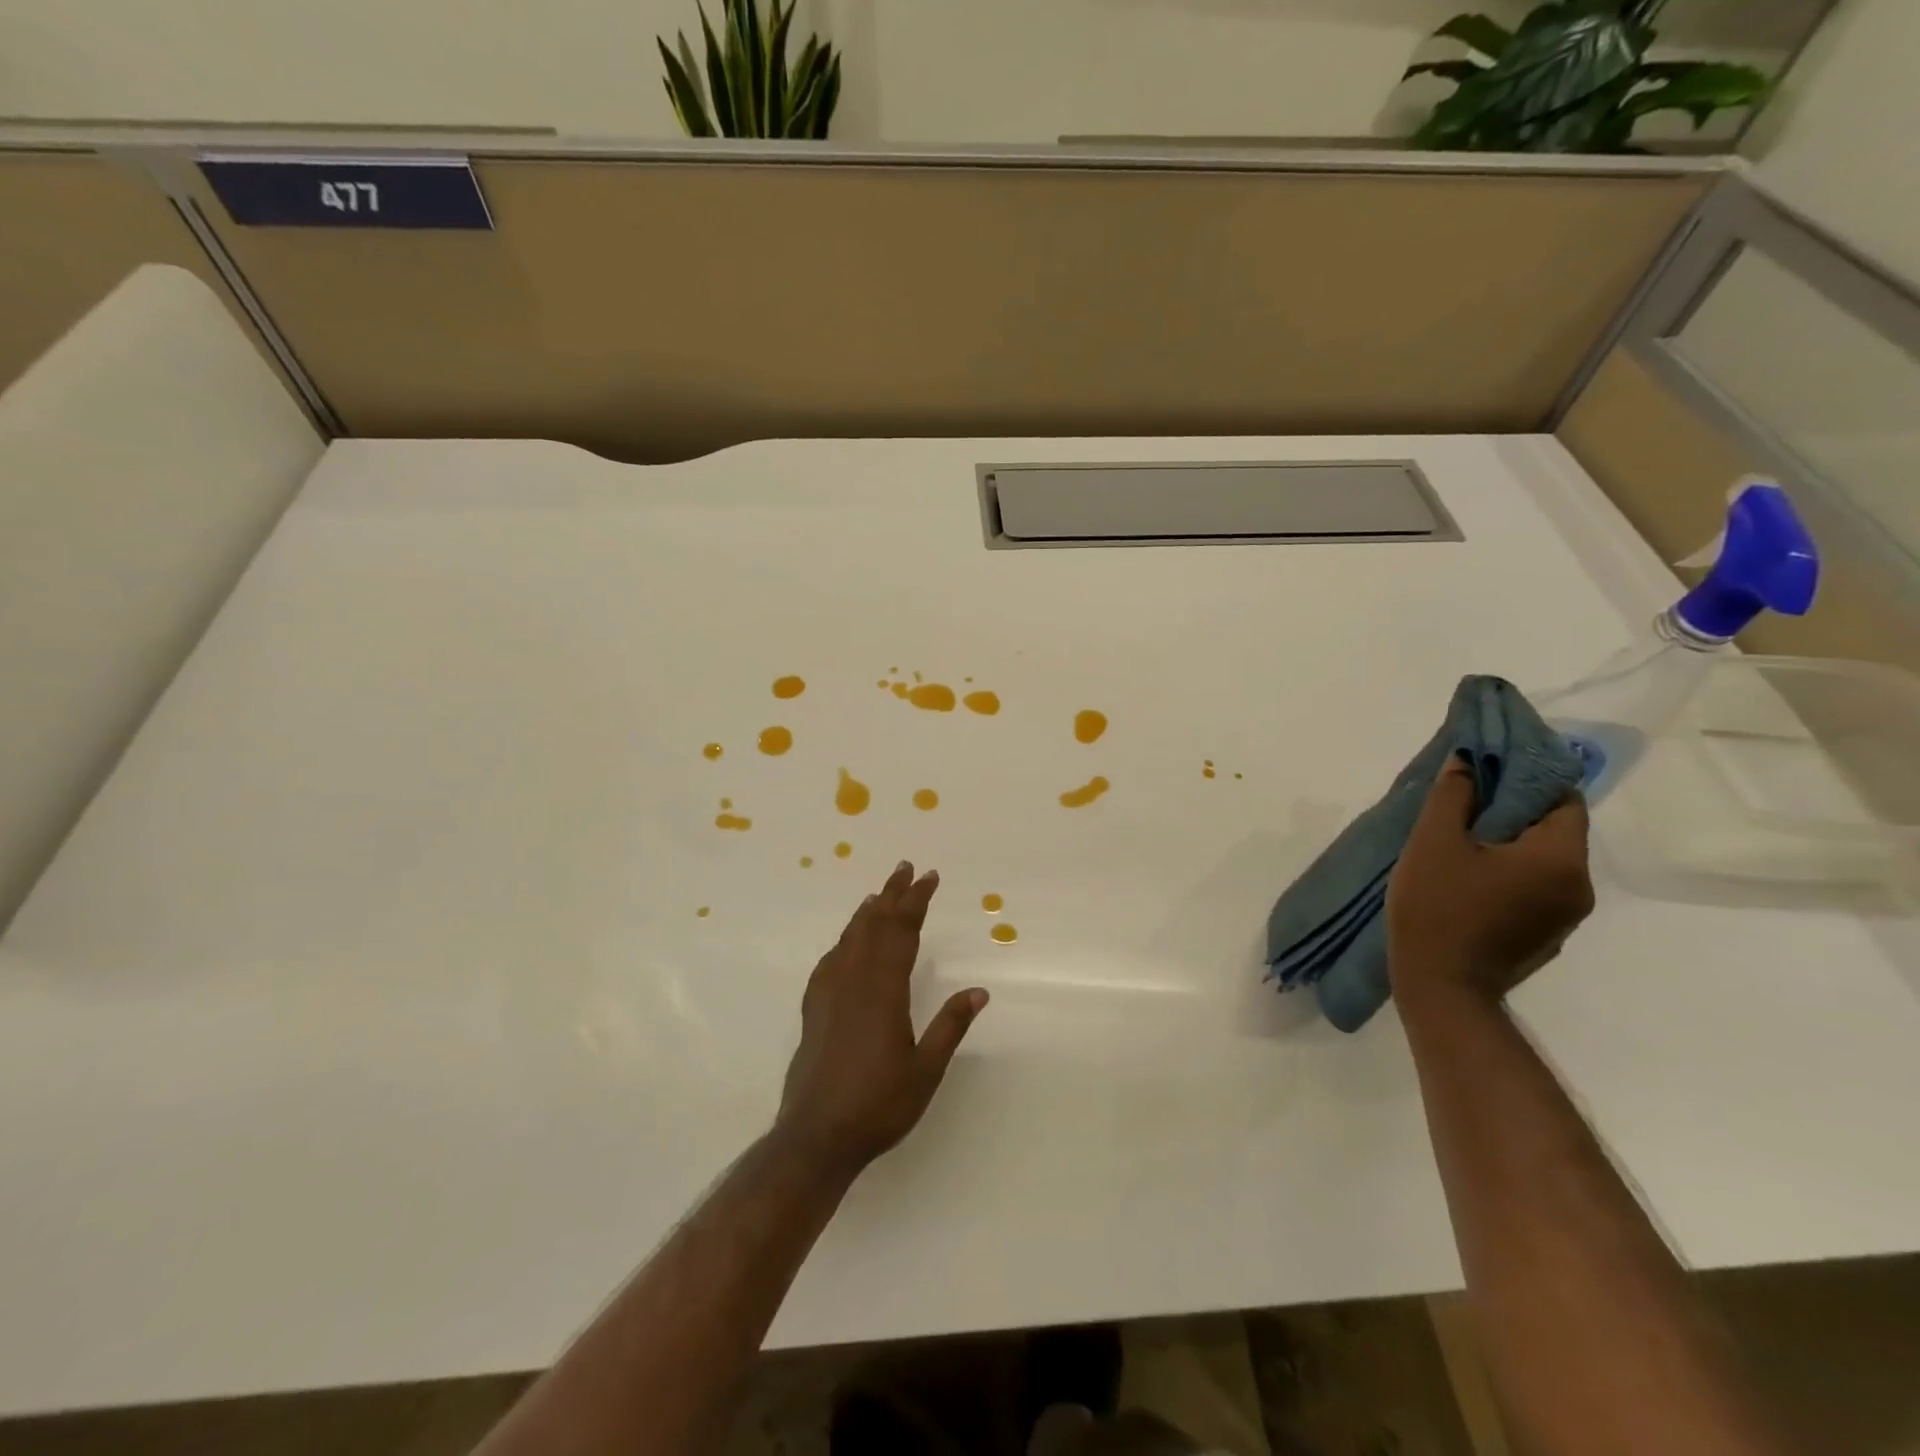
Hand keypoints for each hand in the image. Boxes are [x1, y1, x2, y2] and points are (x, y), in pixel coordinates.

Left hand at [775, 861, 988, 1179]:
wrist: (816, 1136)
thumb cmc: (878, 1105)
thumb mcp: (925, 1070)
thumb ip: (950, 1026)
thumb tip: (979, 991)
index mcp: (884, 991)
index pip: (902, 932)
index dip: (916, 901)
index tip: (928, 877)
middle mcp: (854, 982)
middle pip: (874, 926)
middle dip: (892, 895)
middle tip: (905, 868)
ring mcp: (829, 994)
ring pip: (849, 939)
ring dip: (867, 913)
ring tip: (878, 895)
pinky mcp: (814, 1011)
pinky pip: (830, 961)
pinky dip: (843, 942)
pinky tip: (845, 944)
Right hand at [1387, 756, 1593, 1008]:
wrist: (1441, 987)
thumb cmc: (1438, 908)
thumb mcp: (1433, 842)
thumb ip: (1453, 796)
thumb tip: (1467, 760)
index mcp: (1560, 858)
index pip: (1563, 799)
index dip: (1528, 779)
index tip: (1490, 772)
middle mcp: (1580, 885)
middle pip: (1555, 831)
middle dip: (1514, 812)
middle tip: (1466, 805)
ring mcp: (1567, 916)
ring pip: (1544, 862)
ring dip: (1511, 846)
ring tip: (1463, 843)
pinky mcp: (1548, 936)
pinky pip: (1536, 889)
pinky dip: (1510, 875)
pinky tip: (1471, 881)